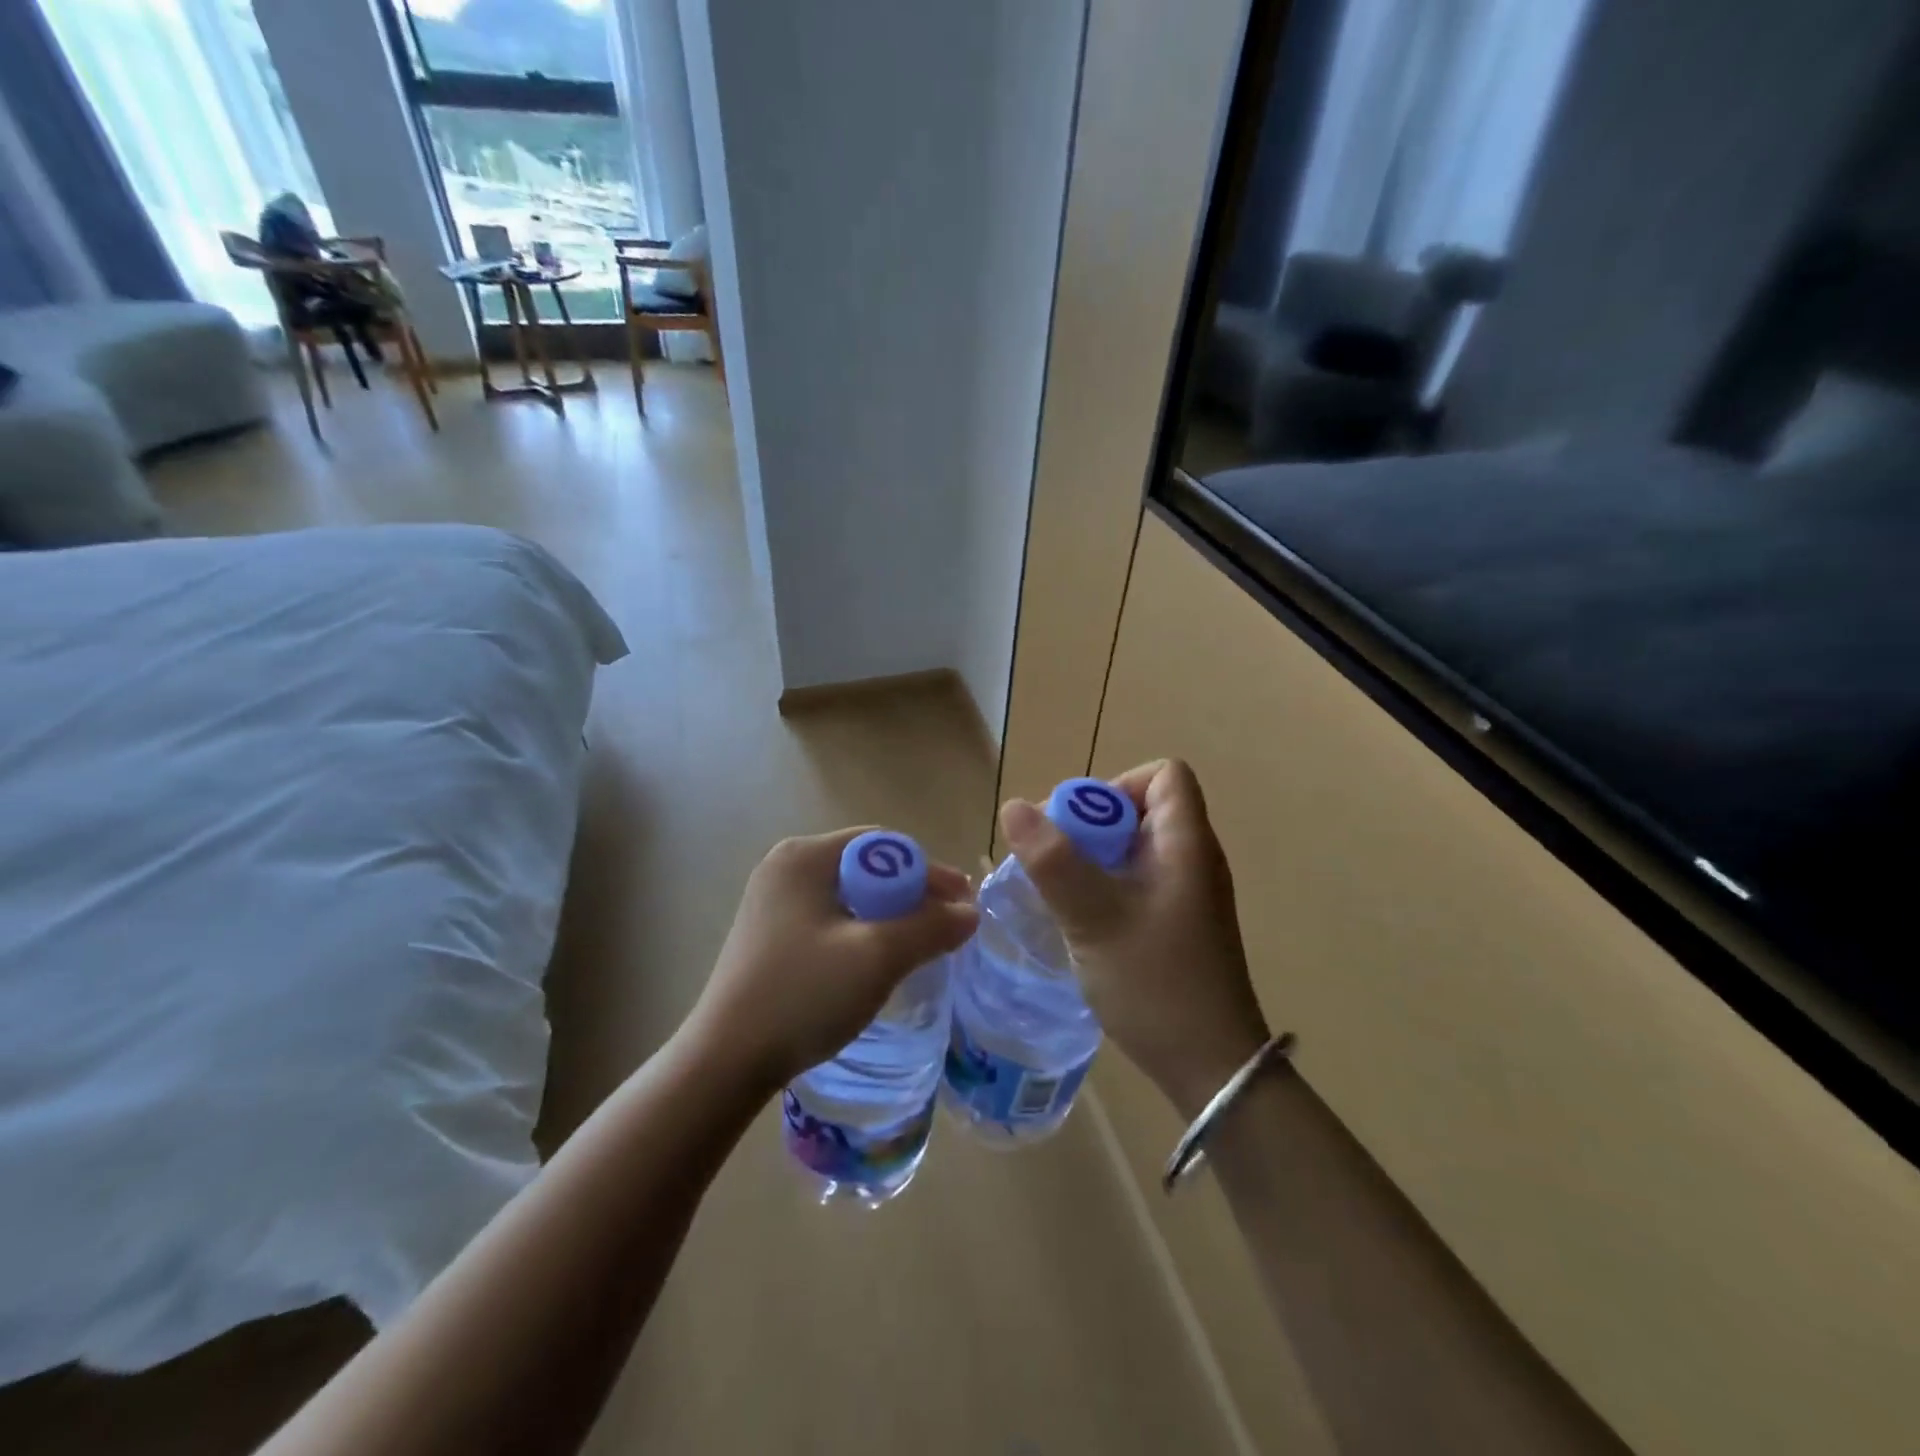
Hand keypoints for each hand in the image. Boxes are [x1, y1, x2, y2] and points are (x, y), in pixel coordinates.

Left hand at [686, 828, 978, 1093]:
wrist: (725, 1062)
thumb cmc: (802, 995)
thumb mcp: (877, 957)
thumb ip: (930, 927)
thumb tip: (970, 913)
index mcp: (805, 856)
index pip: (884, 845)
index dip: (929, 872)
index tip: (962, 905)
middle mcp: (786, 867)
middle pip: (868, 867)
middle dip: (912, 895)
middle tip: (947, 927)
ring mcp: (773, 901)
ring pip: (851, 896)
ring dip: (890, 916)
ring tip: (919, 946)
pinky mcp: (770, 933)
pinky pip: (831, 918)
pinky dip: (863, 932)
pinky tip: (876, 961)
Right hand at [999, 760, 1270, 1116]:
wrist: (1211, 1068)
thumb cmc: (1155, 984)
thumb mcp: (1094, 918)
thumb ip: (1053, 861)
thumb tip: (1014, 806)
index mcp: (1186, 844)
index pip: (1165, 775)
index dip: (1119, 785)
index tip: (1081, 825)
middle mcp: (1192, 859)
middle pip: (1143, 809)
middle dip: (1092, 826)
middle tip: (1056, 864)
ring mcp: (1187, 894)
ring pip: (1135, 849)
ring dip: (1093, 860)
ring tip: (1060, 894)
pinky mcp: (1178, 924)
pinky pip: (1137, 882)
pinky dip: (1106, 887)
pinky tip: (1081, 922)